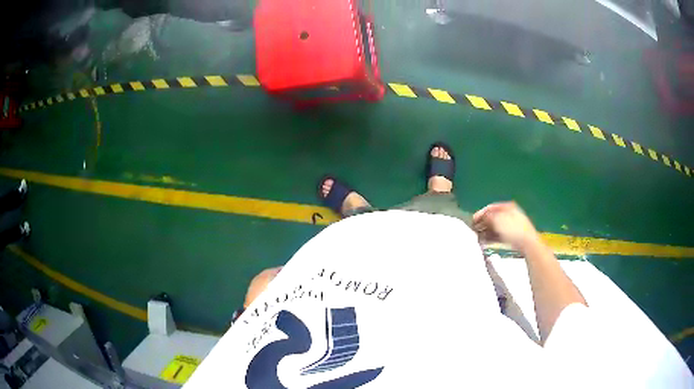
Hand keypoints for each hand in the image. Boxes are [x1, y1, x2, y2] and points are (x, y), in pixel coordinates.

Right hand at [472, 202, 540, 250]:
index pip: (491, 207)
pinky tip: (485, 242)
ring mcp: (512, 226)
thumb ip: (488, 217)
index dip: (480, 213)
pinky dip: (492, 238)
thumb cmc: (513, 229)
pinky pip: (499, 235)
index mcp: (507, 207)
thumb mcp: (497, 220)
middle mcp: (510, 214)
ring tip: (478, 237)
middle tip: (474, 229)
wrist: (527, 243)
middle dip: (483, 223)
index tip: (472, 220)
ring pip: (495, 227)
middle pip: (493, 217)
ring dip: (486, 232)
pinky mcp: (513, 236)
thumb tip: (482, 217)